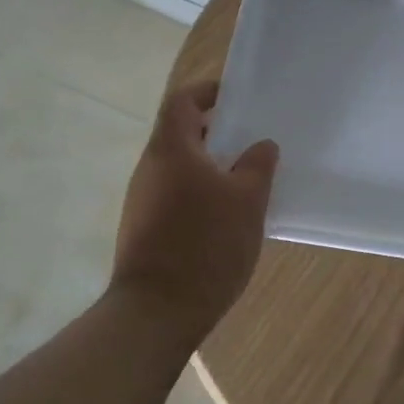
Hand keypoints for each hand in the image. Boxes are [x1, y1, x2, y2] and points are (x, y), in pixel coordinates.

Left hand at [111, 80, 279, 334]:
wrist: (157, 311)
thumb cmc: (206, 245)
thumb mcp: (247, 202)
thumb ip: (257, 166)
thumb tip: (261, 146)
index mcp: (171, 149)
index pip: (182, 100)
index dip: (208, 92)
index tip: (237, 99)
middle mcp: (150, 168)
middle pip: (179, 133)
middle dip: (215, 133)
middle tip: (251, 142)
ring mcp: (142, 199)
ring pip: (178, 167)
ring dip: (209, 166)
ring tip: (245, 182)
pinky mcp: (143, 227)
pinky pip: (174, 194)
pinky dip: (199, 193)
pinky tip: (225, 217)